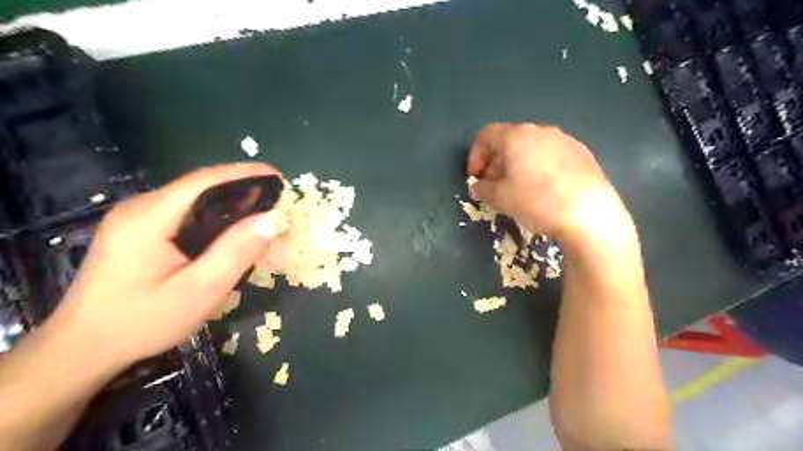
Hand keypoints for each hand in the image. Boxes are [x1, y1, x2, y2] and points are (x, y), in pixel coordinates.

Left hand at [46, 164, 284, 371]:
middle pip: (199, 186)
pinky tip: (229, 228)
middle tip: (276, 199)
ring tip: (261, 211)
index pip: (204, 181)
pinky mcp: (137, 230)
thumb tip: (274, 218)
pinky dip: (214, 213)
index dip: (245, 173)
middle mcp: (139, 208)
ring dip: (228, 200)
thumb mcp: (200, 290)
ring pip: (192, 198)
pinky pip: (184, 211)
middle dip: (241, 186)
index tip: (279, 177)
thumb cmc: (143, 322)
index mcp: (149, 218)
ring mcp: (135, 217)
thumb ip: (237, 251)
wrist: (83, 348)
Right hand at [469, 123, 629, 246]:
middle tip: (493, 185)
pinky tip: (543, 189)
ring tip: (517, 188)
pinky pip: (551, 155)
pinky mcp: (583, 153)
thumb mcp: (500, 199)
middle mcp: (541, 131)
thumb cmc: (536, 202)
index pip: (486, 135)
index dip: (475, 155)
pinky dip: (538, 167)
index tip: (475, 177)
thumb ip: (483, 189)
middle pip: (509, 140)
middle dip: (496, 161)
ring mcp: (565, 140)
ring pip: (531, 147)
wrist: (590, 215)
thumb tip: (478, 186)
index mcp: (517, 137)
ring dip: (517, 164)